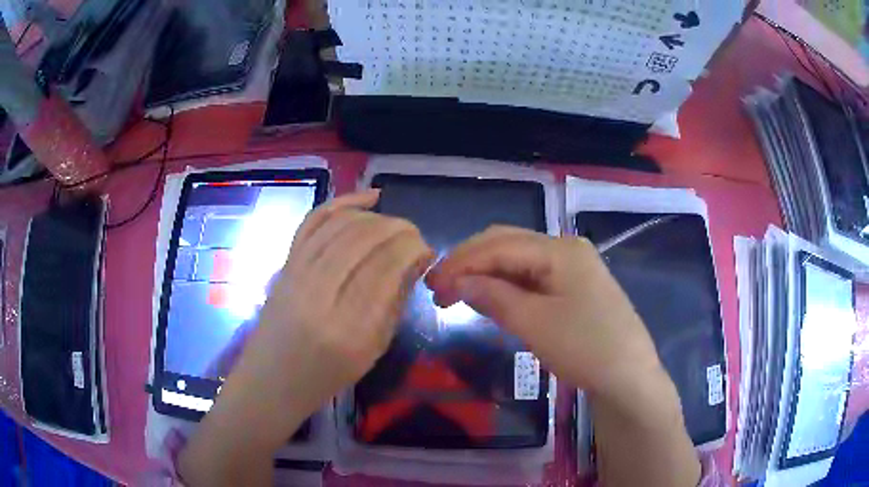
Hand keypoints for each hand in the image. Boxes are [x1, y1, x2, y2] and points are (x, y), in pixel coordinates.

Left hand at [180, 191, 433, 485]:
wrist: (270, 381)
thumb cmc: (325, 378)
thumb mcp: (372, 351)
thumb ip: (394, 302)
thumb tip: (416, 261)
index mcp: (348, 330)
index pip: (386, 269)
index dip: (412, 249)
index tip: (427, 248)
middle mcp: (318, 297)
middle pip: (363, 240)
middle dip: (398, 228)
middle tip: (415, 234)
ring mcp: (295, 276)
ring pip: (339, 226)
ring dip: (375, 217)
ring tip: (395, 223)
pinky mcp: (284, 265)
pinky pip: (313, 222)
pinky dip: (341, 203)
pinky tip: (368, 199)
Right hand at [425, 226, 663, 404]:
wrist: (628, 377)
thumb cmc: (584, 347)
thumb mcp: (534, 323)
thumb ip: (493, 296)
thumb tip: (458, 282)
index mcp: (559, 249)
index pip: (499, 245)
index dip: (462, 262)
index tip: (432, 285)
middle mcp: (565, 248)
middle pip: (508, 244)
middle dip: (471, 263)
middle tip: (439, 288)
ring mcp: (572, 267)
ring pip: (519, 261)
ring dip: (487, 274)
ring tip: (457, 294)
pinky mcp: (573, 287)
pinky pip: (532, 278)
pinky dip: (506, 286)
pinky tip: (490, 298)